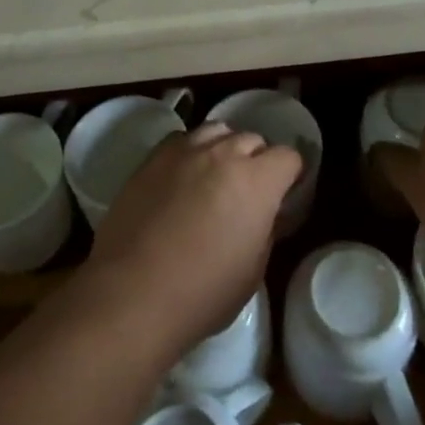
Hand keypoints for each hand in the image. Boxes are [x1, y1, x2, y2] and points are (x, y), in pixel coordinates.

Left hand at [86, 122, 301, 358]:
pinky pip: (183, 139)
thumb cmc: (203, 293)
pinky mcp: (153, 157)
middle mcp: (223, 154)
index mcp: (257, 181)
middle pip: (252, 139)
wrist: (132, 293)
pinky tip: (184, 177)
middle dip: (258, 160)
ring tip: (216, 177)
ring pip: (217, 131)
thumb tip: (267, 212)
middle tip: (249, 192)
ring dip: (225, 149)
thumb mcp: (253, 271)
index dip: (291, 175)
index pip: (288, 157)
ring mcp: (185, 150)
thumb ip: (266, 229)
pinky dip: (192, 151)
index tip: (285, 194)